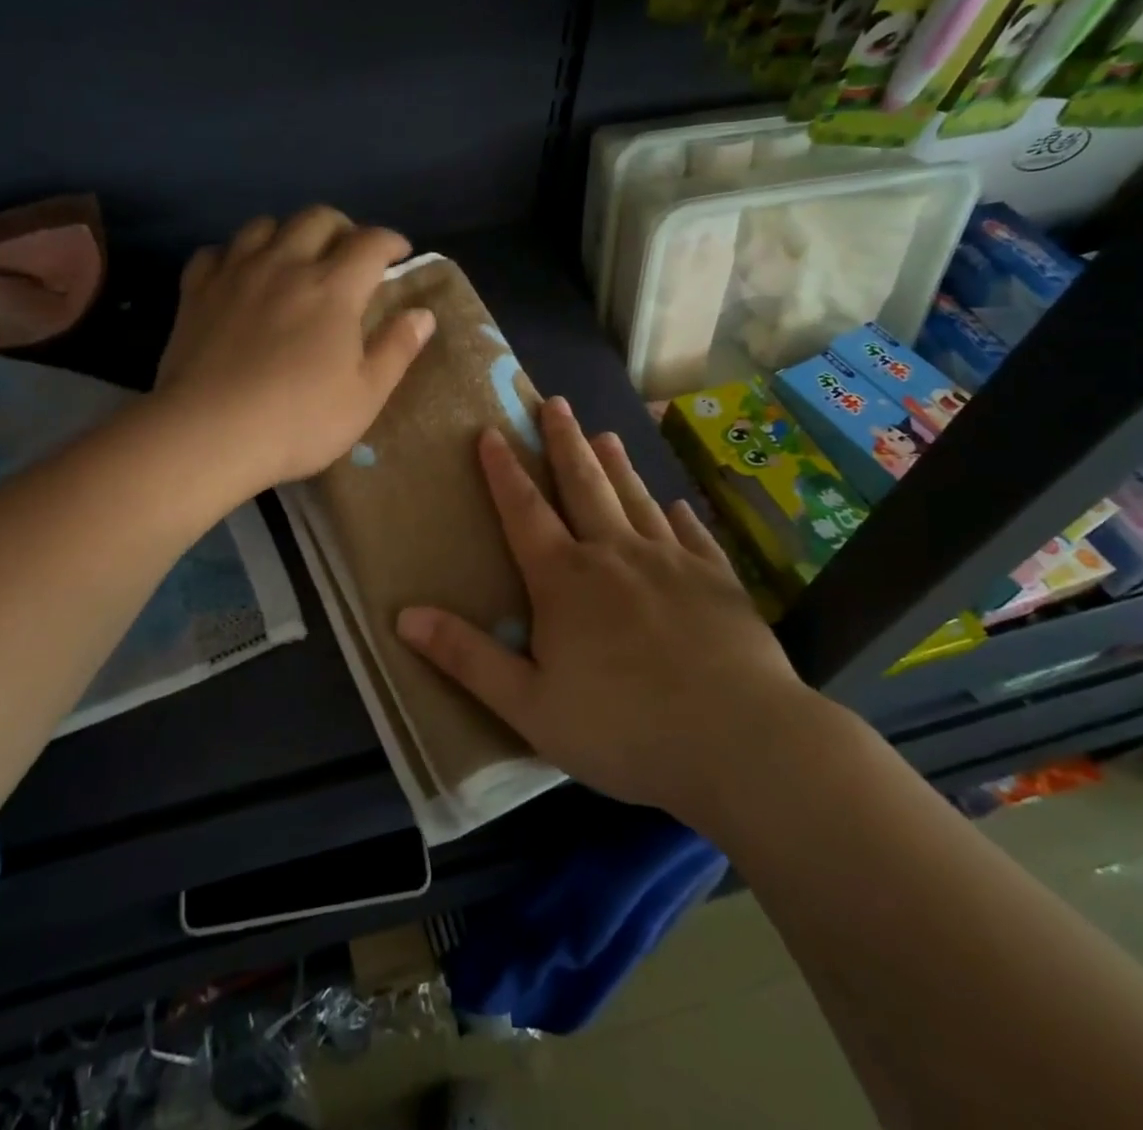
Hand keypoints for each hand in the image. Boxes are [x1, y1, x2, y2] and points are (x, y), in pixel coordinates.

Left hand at [157, 207, 435, 491]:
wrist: (209, 434)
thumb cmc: (299, 421)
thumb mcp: (365, 396)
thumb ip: (396, 349)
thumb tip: (423, 314)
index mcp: (333, 289)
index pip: (370, 242)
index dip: (391, 241)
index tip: (400, 253)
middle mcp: (285, 265)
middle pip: (317, 218)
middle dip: (342, 227)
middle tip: (350, 253)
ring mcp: (236, 274)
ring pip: (264, 225)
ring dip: (288, 233)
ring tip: (295, 258)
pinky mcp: (196, 291)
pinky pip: (216, 251)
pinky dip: (234, 255)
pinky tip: (239, 275)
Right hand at [396, 397, 822, 826]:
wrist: (739, 741)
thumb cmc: (623, 728)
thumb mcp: (529, 705)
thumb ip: (467, 657)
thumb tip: (403, 615)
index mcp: (565, 580)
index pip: (525, 512)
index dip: (504, 471)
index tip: (492, 431)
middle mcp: (615, 555)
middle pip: (584, 486)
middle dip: (564, 442)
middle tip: (555, 402)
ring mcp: (672, 562)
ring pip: (636, 499)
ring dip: (616, 465)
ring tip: (605, 433)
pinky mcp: (718, 581)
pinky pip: (693, 535)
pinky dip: (679, 516)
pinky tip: (677, 505)